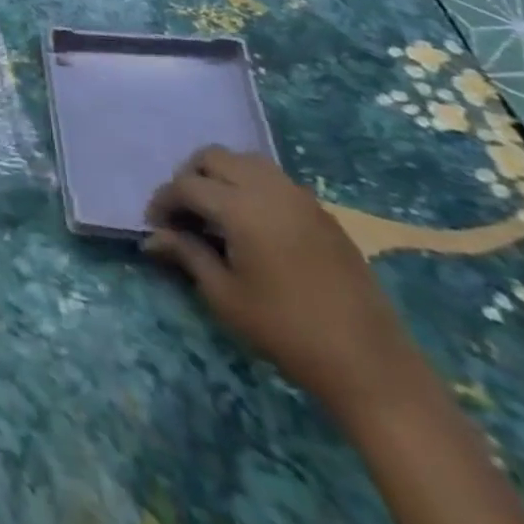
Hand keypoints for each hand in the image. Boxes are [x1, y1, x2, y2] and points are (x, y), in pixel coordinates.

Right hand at [145, 146, 421, 418]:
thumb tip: (153, 237)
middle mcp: (269, 189)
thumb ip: (186, 254)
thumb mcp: (224, 295)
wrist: (370, 366)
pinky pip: (274, 179)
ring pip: (246, 160)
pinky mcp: (321, 212)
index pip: (185, 185)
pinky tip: (251, 223)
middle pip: (213, 157)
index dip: (163, 201)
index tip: (155, 226)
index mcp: (241, 208)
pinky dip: (251, 186)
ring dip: (222, 175)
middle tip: (184, 213)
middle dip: (190, 177)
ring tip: (216, 212)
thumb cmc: (286, 331)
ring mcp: (300, 197)